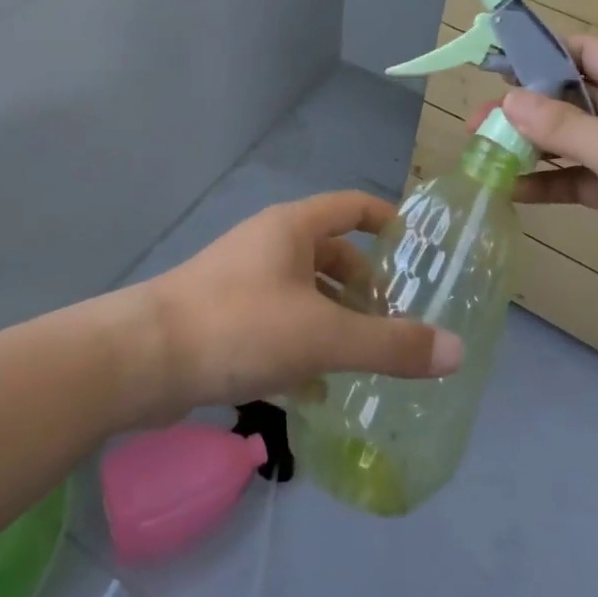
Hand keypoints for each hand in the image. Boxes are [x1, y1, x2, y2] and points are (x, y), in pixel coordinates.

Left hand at [135, 191, 463, 421]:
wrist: (141, 360)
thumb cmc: (239, 327)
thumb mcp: (323, 337)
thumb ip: (390, 345)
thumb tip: (455, 350)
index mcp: (292, 228)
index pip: (353, 207)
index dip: (388, 222)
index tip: (418, 253)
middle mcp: (268, 244)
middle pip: (330, 253)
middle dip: (364, 286)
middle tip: (396, 321)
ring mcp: (242, 280)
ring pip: (304, 292)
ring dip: (335, 319)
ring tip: (365, 359)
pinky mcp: (223, 316)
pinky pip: (277, 322)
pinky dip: (302, 346)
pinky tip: (316, 389)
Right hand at [489, 37, 597, 313]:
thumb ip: (562, 126)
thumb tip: (507, 101)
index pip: (579, 51)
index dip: (536, 52)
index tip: (492, 64)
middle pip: (563, 97)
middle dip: (520, 108)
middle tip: (476, 124)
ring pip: (565, 140)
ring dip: (527, 147)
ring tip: (481, 155)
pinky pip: (573, 178)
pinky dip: (545, 182)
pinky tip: (510, 191)